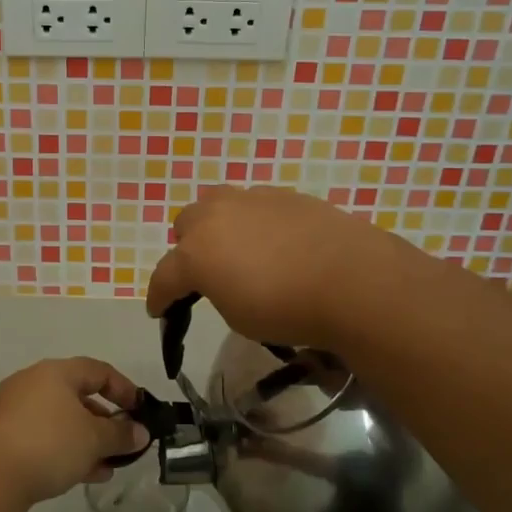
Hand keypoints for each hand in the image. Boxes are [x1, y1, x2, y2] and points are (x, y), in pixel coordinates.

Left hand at [0, 358, 148, 507]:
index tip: (140, 411)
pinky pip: (44, 437)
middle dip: (104, 421)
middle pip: (78, 396)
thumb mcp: (94, 439)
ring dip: (86, 440)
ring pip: (61, 420)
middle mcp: (33, 383)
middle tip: (123, 442)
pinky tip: (83, 475)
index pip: (98, 370)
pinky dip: (65, 450)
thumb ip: (121, 434)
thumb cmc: (49, 443)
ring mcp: (15, 410)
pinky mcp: (4, 437)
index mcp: (56, 372)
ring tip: (107, 465)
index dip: (123, 389)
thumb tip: (141, 433)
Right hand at [146, 185, 415, 349]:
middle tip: (206, 274)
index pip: (164, 277)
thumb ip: (218, 292)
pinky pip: (254, 205)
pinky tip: (275, 243)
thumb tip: (225, 280)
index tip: (159, 311)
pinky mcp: (284, 194)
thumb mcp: (238, 317)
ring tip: (239, 250)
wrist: (352, 280)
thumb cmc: (287, 309)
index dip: (159, 297)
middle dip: (188, 249)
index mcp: (195, 252)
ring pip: (217, 205)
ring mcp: (250, 199)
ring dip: (218, 227)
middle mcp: (215, 216)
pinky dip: (254, 222)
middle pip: (185, 226)